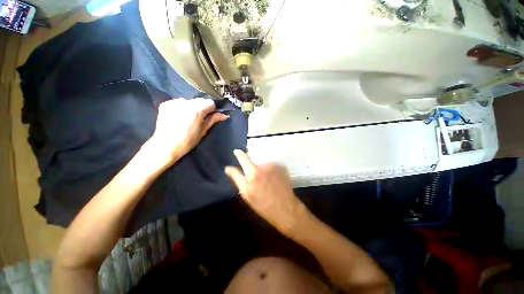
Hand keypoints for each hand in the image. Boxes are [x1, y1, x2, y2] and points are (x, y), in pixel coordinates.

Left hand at [144, 98, 228, 167]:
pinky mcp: (166, 104)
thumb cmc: (188, 141)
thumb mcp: (203, 131)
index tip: (211, 116)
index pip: (210, 102)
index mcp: (197, 110)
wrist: (166, 146)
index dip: (212, 109)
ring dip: (192, 107)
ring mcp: (174, 102)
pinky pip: (178, 102)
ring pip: (189, 101)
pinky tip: (179, 116)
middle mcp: (186, 103)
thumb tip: (224, 115)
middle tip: (200, 119)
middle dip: (202, 108)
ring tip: (188, 118)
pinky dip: (181, 107)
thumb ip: (213, 120)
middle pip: (200, 100)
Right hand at [225, 150, 306, 233]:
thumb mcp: (246, 194)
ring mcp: (274, 166)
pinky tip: (274, 181)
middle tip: (257, 180)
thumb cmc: (263, 205)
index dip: (239, 154)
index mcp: (253, 173)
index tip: (236, 151)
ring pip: (264, 165)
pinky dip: (271, 171)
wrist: (286, 208)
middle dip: (253, 168)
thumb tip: (228, 168)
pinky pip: (272, 166)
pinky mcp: (282, 167)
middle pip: (254, 162)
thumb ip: (237, 178)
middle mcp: (264, 166)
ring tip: (267, 182)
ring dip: (263, 170)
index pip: (243, 158)